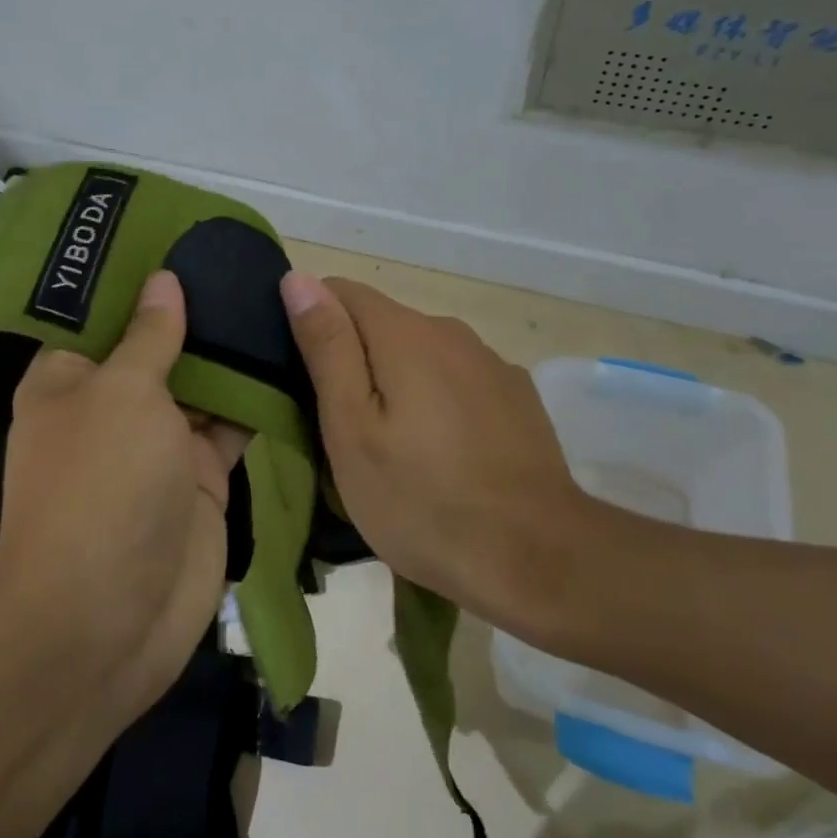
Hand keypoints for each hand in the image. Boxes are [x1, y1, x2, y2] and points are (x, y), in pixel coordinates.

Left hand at [0, 271, 246, 719]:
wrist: (105, 621)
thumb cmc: (100, 486)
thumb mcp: (121, 394)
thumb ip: (150, 336)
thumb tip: (162, 281)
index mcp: (72, 379)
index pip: (104, 315)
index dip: (141, 278)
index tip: (185, 240)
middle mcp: (113, 407)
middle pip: (160, 348)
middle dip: (198, 312)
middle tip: (249, 263)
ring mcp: (160, 447)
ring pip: (202, 387)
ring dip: (233, 354)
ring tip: (277, 298)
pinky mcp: (200, 482)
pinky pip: (232, 429)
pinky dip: (257, 401)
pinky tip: (292, 359)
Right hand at [280, 271, 611, 637]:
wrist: (537, 558)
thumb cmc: (422, 499)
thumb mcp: (352, 428)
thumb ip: (327, 347)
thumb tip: (299, 279)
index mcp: (404, 333)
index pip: (339, 292)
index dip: (312, 324)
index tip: (304, 380)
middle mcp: (450, 331)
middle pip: (381, 324)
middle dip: (353, 361)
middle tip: (342, 430)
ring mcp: (490, 363)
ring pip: (420, 355)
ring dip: (396, 383)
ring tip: (392, 448)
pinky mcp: (516, 396)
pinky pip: (457, 381)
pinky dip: (437, 401)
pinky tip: (443, 454)